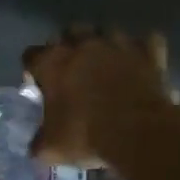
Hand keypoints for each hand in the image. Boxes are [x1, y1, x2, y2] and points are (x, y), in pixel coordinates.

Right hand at [22, 28, 175, 167]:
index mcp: (53, 61)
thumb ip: (40, 142)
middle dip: (70, 47)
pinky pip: (148, 41)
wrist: (138, 132)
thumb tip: (38, 146)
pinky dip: (144, 50)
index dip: (34, 70)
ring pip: (107, 31)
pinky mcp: (148, 52)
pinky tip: (142, 62)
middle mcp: (83, 44)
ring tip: (108, 65)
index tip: (40, 86)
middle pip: (70, 32)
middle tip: (74, 71)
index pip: (31, 55)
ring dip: (105, 45)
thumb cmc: (87, 135)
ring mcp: (118, 43)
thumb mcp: (52, 148)